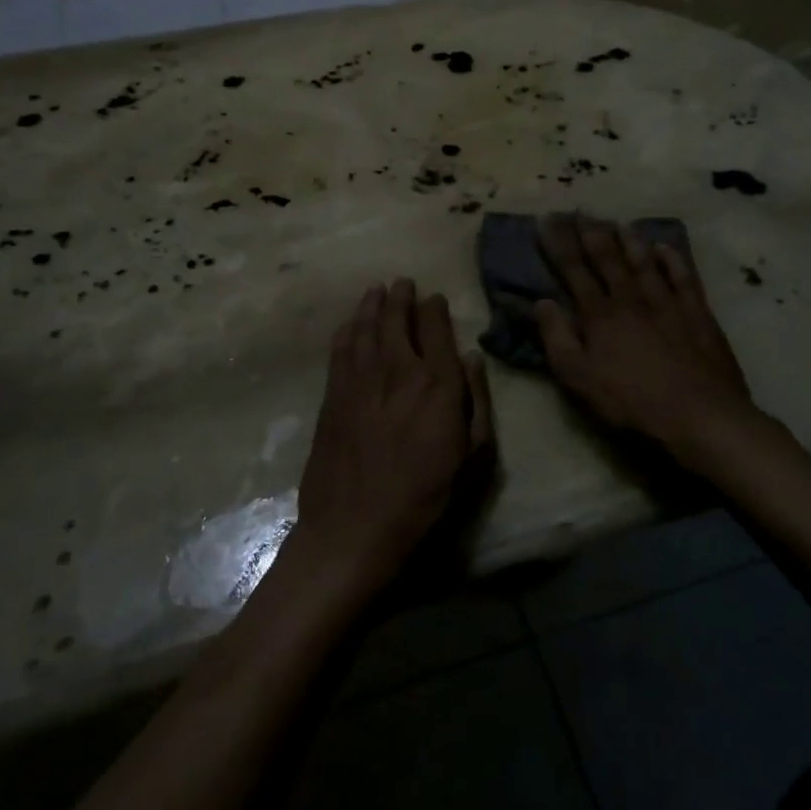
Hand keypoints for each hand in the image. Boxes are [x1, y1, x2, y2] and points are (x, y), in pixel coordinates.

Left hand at [283, 280, 493, 604]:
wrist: (355, 527)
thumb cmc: (425, 498)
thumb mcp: (474, 458)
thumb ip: (477, 401)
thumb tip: (471, 359)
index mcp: (437, 384)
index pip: (436, 329)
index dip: (435, 309)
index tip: (434, 298)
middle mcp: (398, 370)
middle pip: (397, 319)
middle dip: (401, 297)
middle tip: (402, 282)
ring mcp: (359, 380)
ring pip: (366, 327)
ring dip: (372, 305)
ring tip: (377, 290)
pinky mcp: (333, 396)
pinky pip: (340, 349)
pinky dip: (347, 330)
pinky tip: (350, 323)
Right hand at [533, 214, 756, 451]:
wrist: (700, 415)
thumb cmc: (631, 402)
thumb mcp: (579, 378)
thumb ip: (557, 338)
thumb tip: (541, 302)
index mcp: (600, 315)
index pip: (574, 270)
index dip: (558, 244)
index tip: (547, 219)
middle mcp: (632, 299)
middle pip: (607, 259)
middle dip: (590, 233)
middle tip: (579, 210)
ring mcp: (668, 303)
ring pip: (644, 262)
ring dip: (629, 240)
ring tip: (616, 221)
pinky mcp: (698, 314)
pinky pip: (684, 277)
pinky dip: (673, 260)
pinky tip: (665, 247)